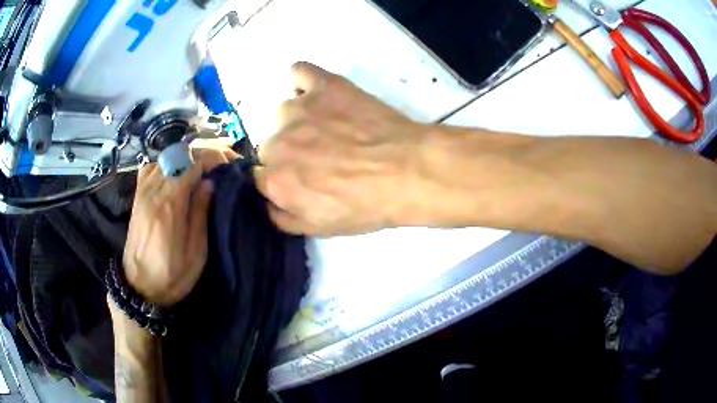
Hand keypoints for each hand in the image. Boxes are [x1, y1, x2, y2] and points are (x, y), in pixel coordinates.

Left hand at [123, 145, 238, 306]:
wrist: (139, 287)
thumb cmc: (171, 276)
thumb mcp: (195, 253)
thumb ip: (200, 214)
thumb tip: (208, 183)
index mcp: (170, 205)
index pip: (191, 163)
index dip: (212, 157)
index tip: (229, 162)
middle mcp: (153, 191)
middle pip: (178, 155)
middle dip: (202, 154)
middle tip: (220, 164)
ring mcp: (142, 191)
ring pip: (165, 157)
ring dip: (186, 158)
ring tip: (201, 170)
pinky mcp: (137, 196)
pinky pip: (152, 167)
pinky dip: (167, 164)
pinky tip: (175, 175)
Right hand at [256, 62, 428, 236]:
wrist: (408, 170)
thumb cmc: (366, 204)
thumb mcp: (319, 229)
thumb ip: (282, 218)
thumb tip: (268, 202)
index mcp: (275, 179)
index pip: (260, 176)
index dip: (281, 180)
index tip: (302, 180)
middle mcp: (276, 141)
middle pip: (270, 144)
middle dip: (290, 153)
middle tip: (323, 157)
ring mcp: (299, 108)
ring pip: (284, 113)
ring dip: (300, 122)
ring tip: (332, 129)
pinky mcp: (323, 84)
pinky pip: (299, 73)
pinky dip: (304, 83)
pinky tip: (320, 95)